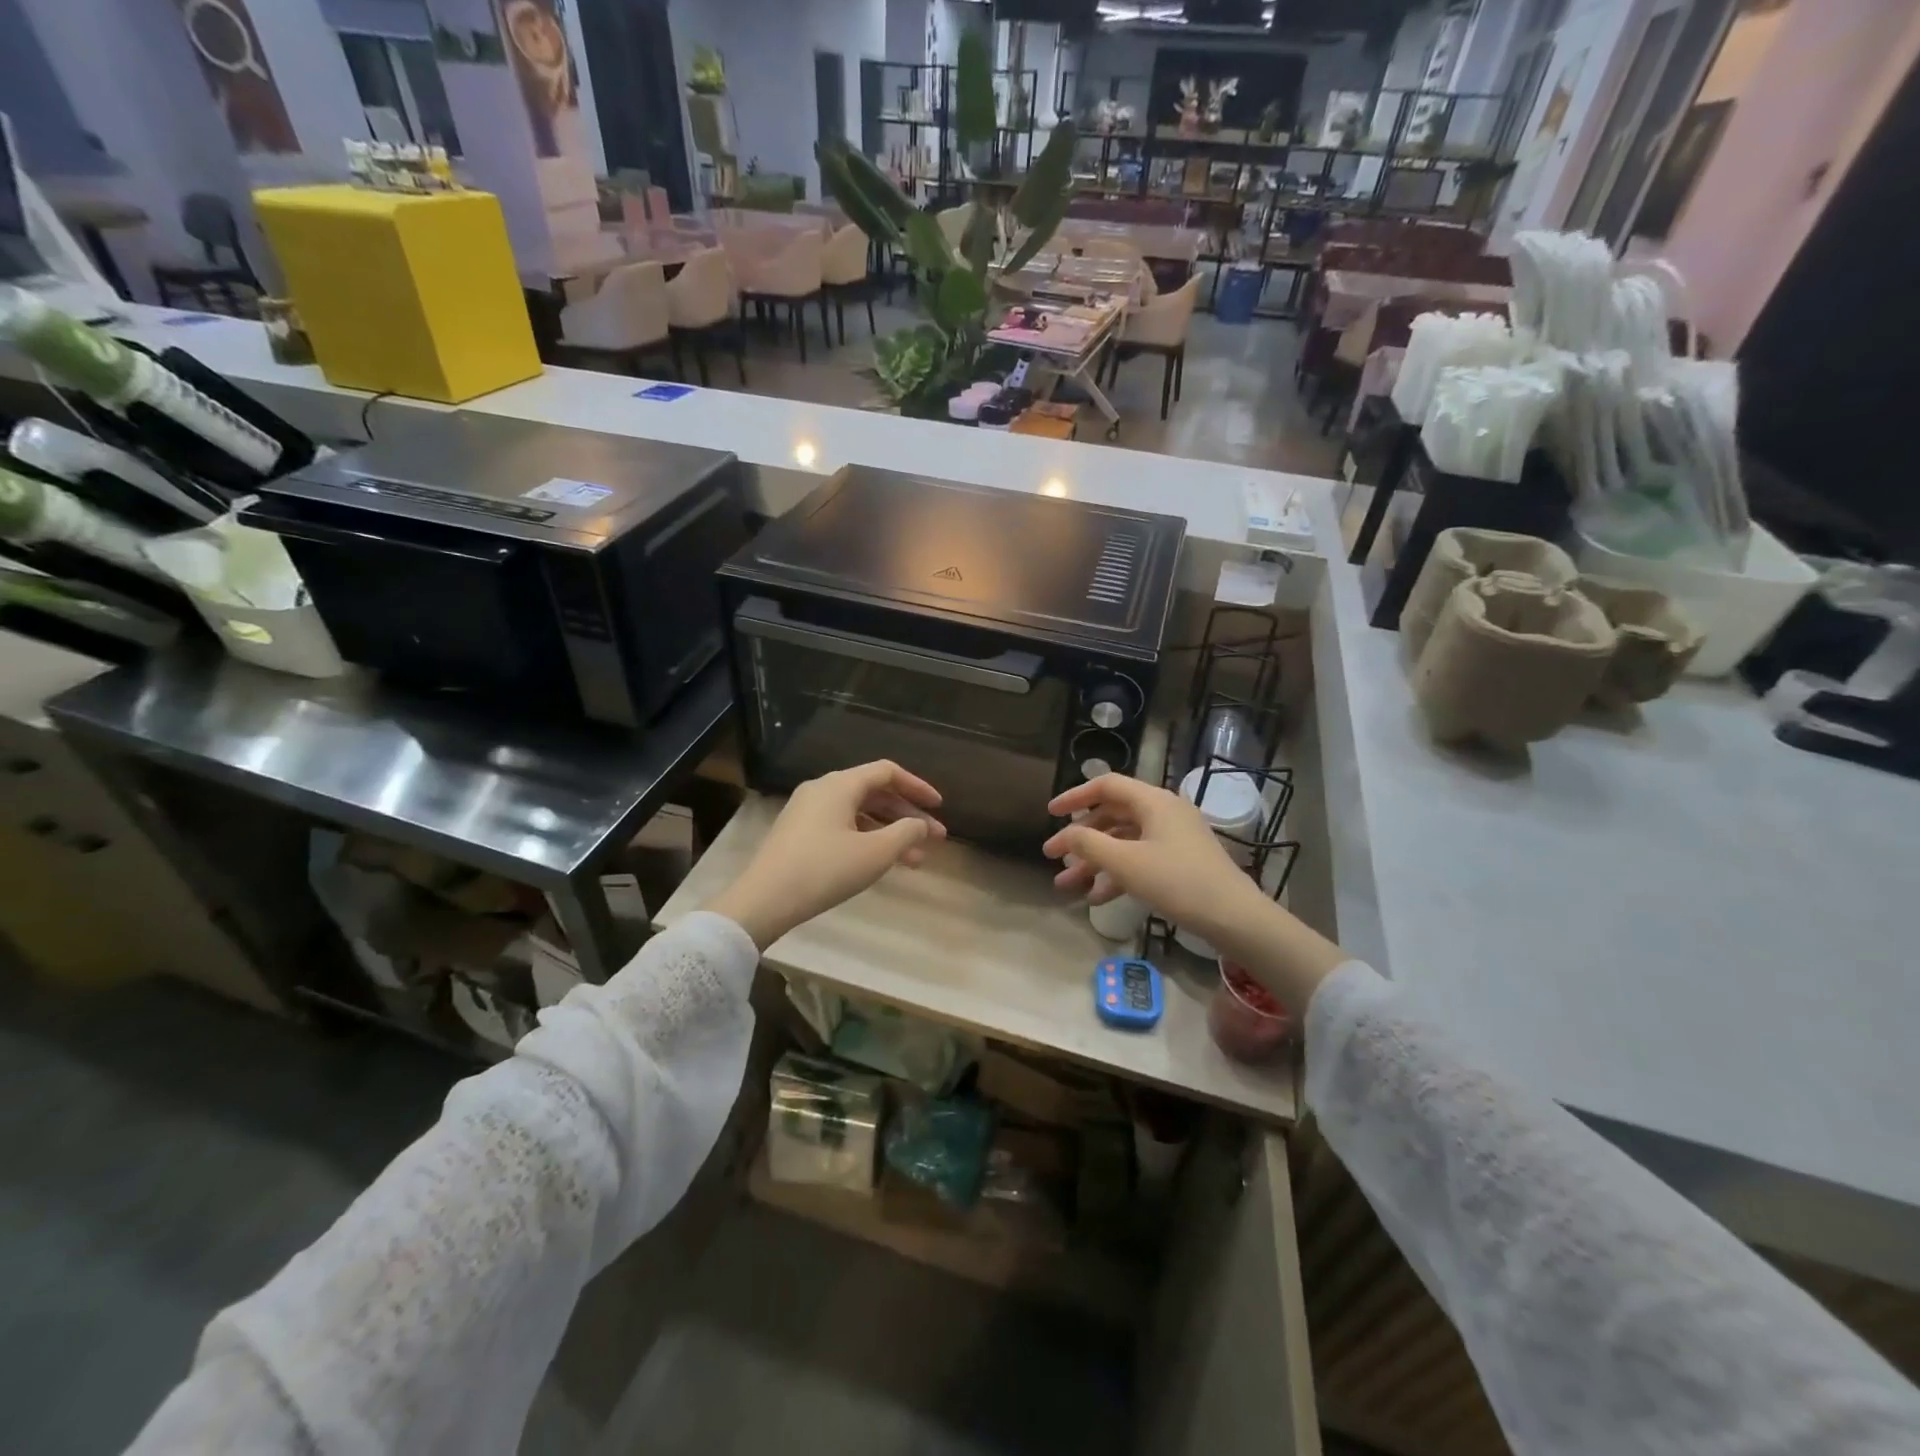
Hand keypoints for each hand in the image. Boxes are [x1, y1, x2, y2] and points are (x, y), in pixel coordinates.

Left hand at [708, 761, 945, 948]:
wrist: (764, 900)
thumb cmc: (825, 870)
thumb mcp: (875, 853)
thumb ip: (906, 833)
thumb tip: (921, 825)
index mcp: (841, 785)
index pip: (887, 772)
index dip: (918, 787)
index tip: (939, 807)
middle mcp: (823, 790)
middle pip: (875, 793)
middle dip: (908, 816)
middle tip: (935, 840)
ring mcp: (807, 811)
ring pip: (859, 814)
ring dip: (889, 833)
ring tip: (915, 861)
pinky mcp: (798, 834)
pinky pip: (842, 826)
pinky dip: (867, 839)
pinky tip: (881, 863)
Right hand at [1043, 774, 1345, 1015]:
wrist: (1234, 918)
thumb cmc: (1177, 882)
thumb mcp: (1126, 863)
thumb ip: (1089, 844)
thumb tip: (1065, 834)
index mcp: (1153, 801)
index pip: (1106, 786)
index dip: (1074, 797)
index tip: (1050, 814)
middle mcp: (1164, 812)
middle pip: (1112, 815)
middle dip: (1080, 838)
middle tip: (1053, 857)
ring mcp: (1173, 838)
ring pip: (1123, 841)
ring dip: (1094, 861)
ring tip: (1067, 885)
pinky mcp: (1180, 862)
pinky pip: (1139, 859)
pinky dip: (1117, 874)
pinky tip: (1097, 898)